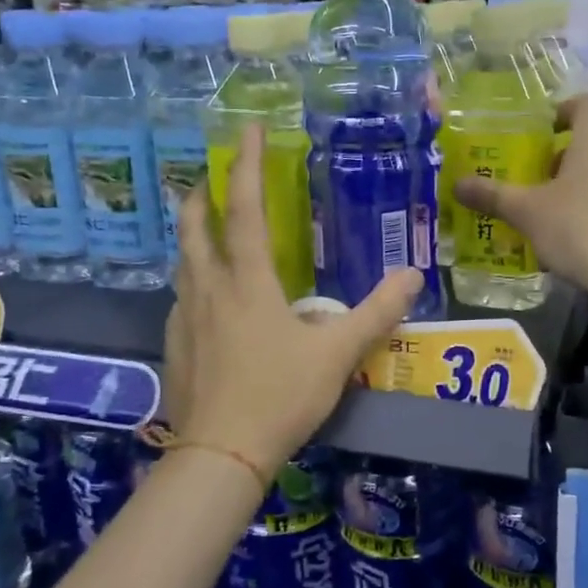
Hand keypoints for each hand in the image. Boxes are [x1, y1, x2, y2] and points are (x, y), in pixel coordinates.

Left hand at [160, 126, 422, 481]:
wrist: (220, 456)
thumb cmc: (280, 396)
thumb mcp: (337, 353)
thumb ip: (377, 312)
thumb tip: (414, 275)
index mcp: (247, 283)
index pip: (245, 209)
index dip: (247, 166)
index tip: (248, 131)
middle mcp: (209, 290)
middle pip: (194, 228)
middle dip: (200, 195)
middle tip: (210, 179)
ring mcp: (185, 319)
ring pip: (182, 263)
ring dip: (192, 237)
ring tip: (205, 231)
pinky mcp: (174, 347)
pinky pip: (180, 299)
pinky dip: (191, 281)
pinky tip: (204, 299)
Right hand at [455, 92, 587, 298]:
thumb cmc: (579, 228)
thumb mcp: (527, 212)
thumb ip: (492, 195)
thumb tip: (456, 184)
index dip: (565, 109)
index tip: (541, 131)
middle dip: (562, 152)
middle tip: (532, 173)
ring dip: (576, 180)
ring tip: (547, 206)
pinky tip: (572, 233)